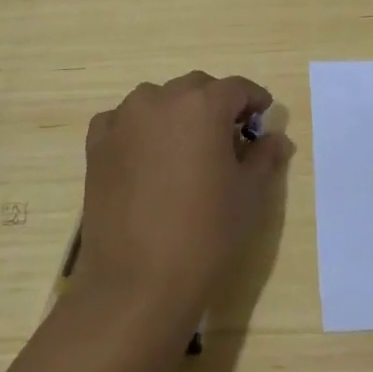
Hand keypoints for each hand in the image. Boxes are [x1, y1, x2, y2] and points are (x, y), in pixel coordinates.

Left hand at [76, 72, 286, 328]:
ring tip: (187, 149)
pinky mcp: (97, 145)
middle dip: (216, 105)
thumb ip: (264, 157)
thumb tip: (275, 138)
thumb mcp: (249, 195)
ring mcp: (123, 120)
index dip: (254, 100)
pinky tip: (147, 158)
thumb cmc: (205, 235)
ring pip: (158, 101)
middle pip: (196, 89)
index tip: (262, 117)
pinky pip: (123, 122)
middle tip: (229, 137)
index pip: (236, 88)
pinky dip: (140, 129)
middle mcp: (160, 99)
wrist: (137, 283)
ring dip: (176, 114)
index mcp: (202, 105)